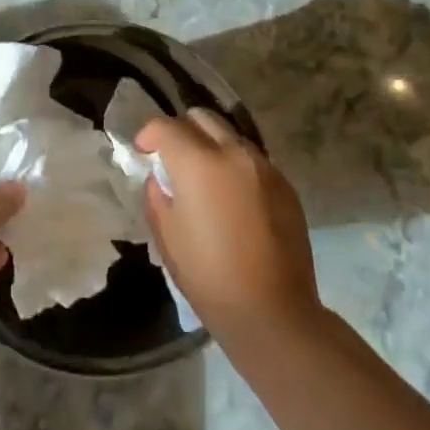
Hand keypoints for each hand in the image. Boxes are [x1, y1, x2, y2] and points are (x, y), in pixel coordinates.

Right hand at [136, 110, 321, 341]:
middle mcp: (234, 153)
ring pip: (231, 135)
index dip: (148, 135)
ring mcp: (265, 167)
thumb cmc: (208, 276)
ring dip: (212, 146)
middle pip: (202, 118)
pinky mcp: (285, 185)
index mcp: (199, 163)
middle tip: (172, 159)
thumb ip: (157, 195)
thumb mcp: (167, 236)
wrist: (273, 312)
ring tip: (204, 178)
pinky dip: (236, 166)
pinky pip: (253, 159)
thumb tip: (161, 178)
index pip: (166, 126)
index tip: (143, 153)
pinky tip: (232, 198)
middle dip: (182, 130)